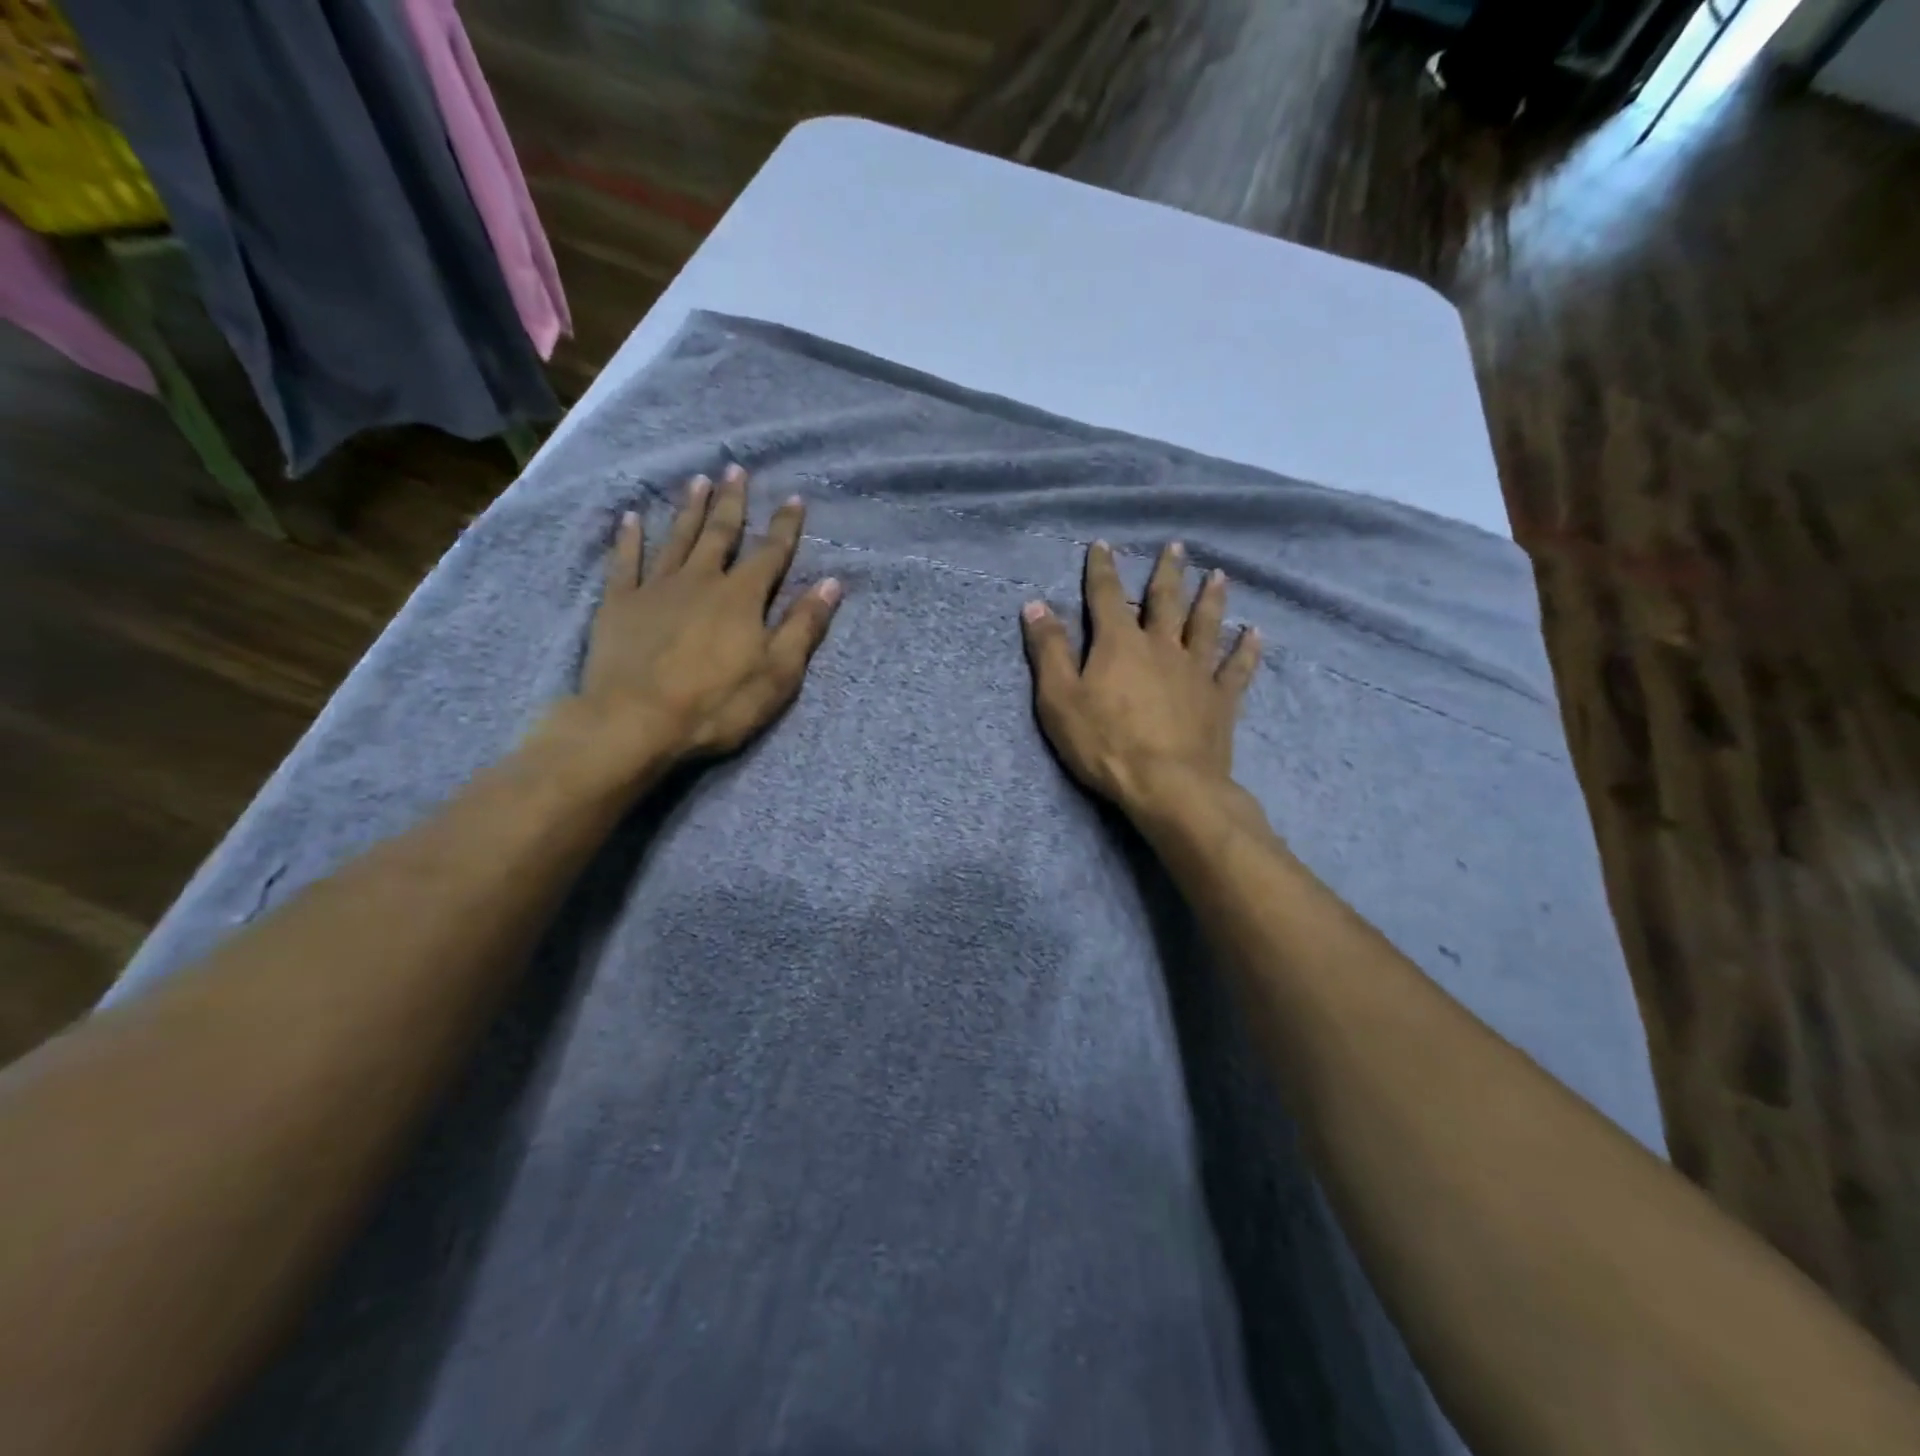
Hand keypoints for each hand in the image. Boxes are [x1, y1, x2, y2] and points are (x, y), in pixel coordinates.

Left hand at [554, 466, 841, 781]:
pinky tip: (632, 517)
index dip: (784, 526)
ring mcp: (656, 589)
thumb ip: (803, 626)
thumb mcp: (778, 673)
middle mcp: (701, 580)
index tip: (793, 498)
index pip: (771, 554)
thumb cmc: (717, 703)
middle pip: (721, 534)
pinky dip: (629, 538)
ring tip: (697, 480)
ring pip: (677, 538)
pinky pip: (626, 562)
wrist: (636, 721)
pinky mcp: (619, 604)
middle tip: (736, 468)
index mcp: (742, 597)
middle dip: (732, 502)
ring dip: (689, 509)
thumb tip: (832, 583)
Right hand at [1020, 540, 1258, 820]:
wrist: (1167, 785)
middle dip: (1166, 572)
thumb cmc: (1105, 743)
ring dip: (1211, 599)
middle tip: (1176, 547)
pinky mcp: (1221, 700)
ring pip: (1205, 625)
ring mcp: (1196, 672)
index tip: (1103, 545)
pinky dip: (1246, 650)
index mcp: (1120, 644)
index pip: (1107, 596)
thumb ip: (1049, 651)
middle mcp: (1162, 646)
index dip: (1102, 569)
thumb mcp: (1059, 699)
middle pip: (1165, 601)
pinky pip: (1237, 668)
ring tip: (1218, 575)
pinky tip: (1255, 634)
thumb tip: (1034, 605)